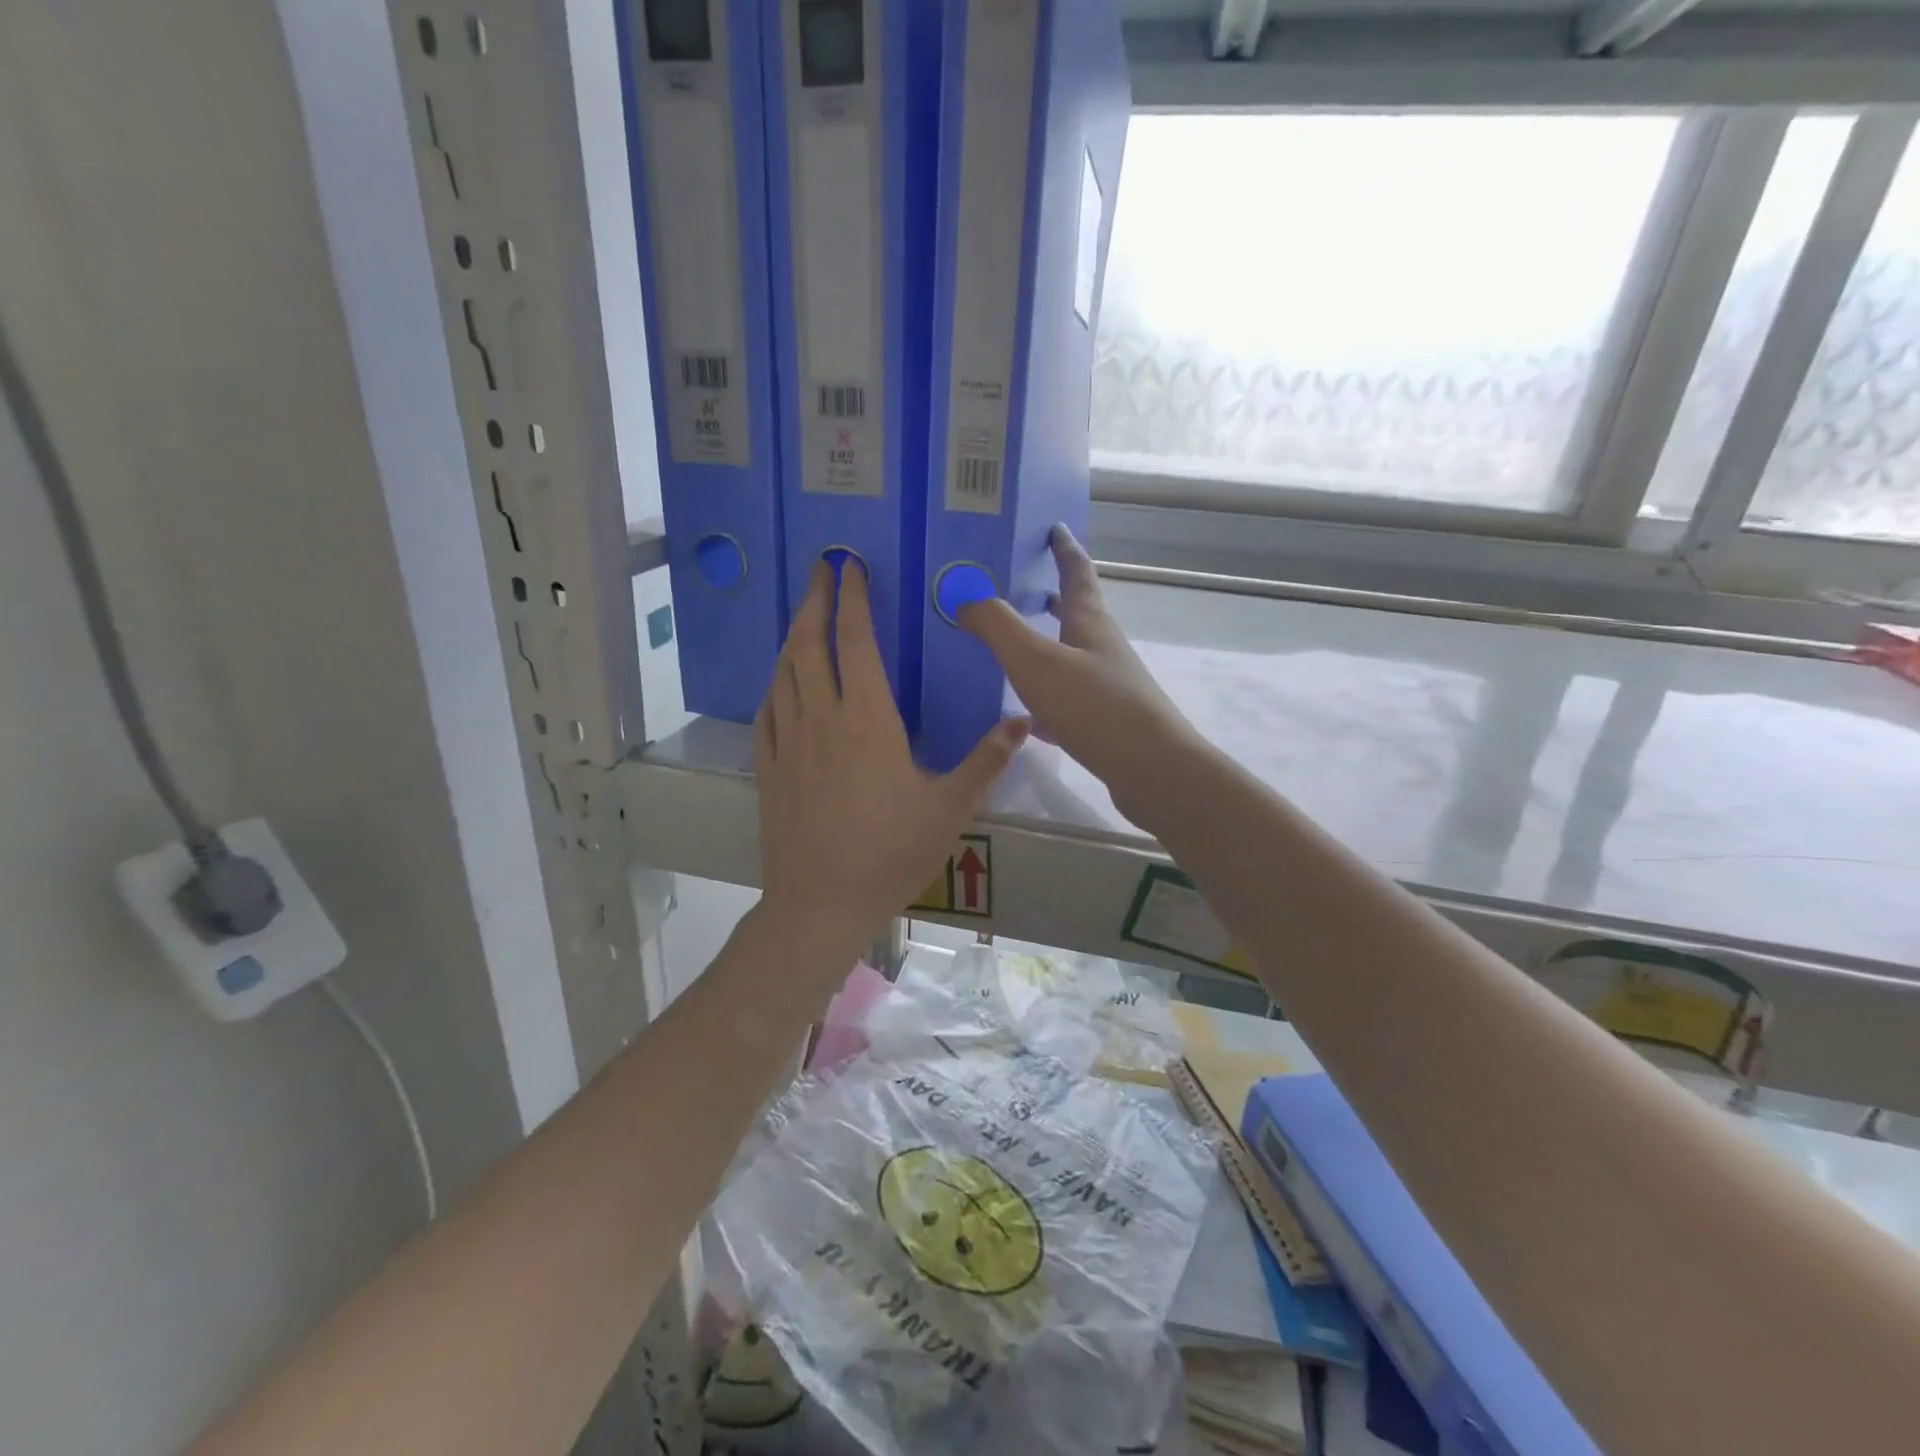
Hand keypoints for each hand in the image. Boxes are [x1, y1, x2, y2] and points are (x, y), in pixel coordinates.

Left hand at [755, 559, 1028, 968]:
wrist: (821, 904)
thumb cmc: (891, 853)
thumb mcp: (950, 808)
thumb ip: (986, 760)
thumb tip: (1023, 721)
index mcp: (868, 719)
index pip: (856, 641)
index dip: (853, 598)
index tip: (850, 566)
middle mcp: (822, 718)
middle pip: (810, 644)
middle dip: (815, 600)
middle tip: (819, 569)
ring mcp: (789, 742)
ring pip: (784, 673)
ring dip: (793, 636)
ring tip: (802, 615)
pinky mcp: (769, 768)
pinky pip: (767, 711)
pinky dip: (775, 685)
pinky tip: (780, 682)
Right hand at [958, 526, 1197, 806]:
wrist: (1151, 770)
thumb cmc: (1094, 706)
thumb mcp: (1036, 660)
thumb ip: (998, 627)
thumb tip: (966, 599)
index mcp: (1090, 624)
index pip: (1078, 574)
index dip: (1065, 550)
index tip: (1056, 529)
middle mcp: (1103, 650)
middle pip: (1080, 614)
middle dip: (1057, 597)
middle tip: (1030, 587)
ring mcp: (1109, 688)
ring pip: (1074, 658)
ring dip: (1051, 646)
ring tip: (1020, 648)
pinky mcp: (1107, 724)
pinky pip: (1070, 701)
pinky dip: (1048, 698)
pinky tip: (1028, 717)